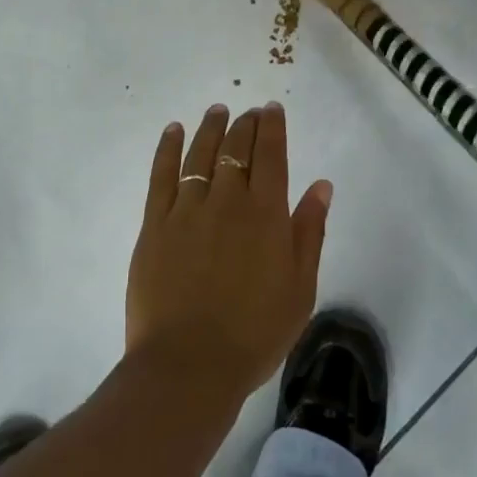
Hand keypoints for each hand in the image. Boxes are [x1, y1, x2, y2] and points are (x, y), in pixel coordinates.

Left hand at [125, 103, 332, 404]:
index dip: (272, 128)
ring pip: (201, 154)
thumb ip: (310, 232)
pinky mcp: (155, 224)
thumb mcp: (299, 289)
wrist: (189, 366)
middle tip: (249, 112)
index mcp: (266, 214)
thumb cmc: (254, 334)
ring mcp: (187, 209)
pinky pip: (161, 174)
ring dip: (212, 128)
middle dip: (245, 124)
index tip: (272, 109)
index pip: (271, 155)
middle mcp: (227, 200)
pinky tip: (173, 130)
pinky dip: (168, 148)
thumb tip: (321, 185)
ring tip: (218, 110)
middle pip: (237, 149)